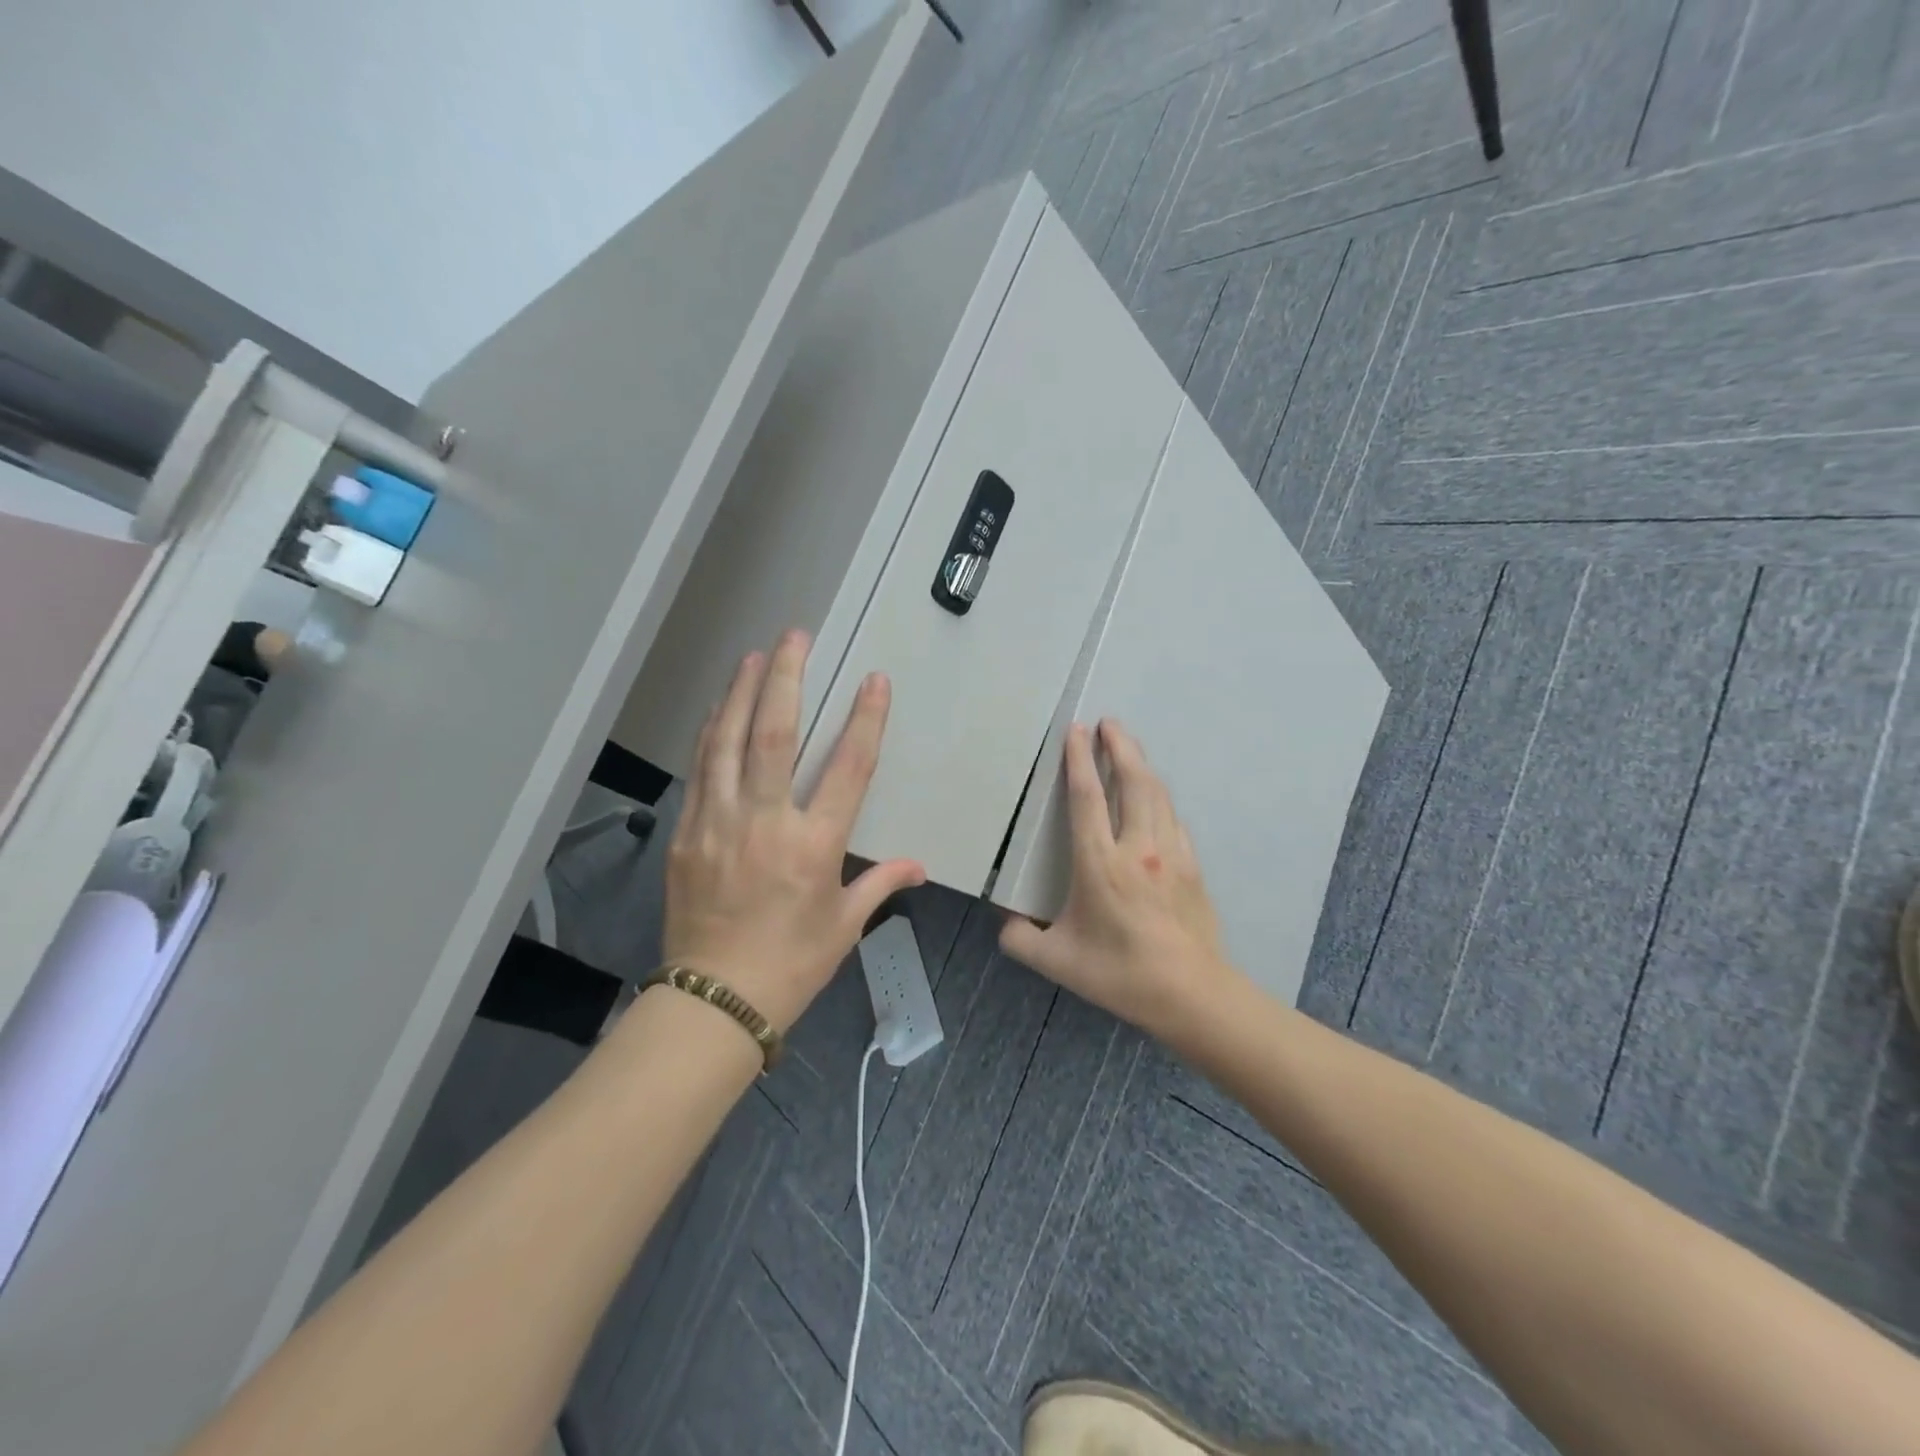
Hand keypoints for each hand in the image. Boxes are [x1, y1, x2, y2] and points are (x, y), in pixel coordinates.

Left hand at [663, 630, 925, 1031]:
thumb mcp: (844, 926)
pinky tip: (720, 709)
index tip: (873, 680)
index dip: (865, 719)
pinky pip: (701, 769)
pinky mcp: (687, 832)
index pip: (848, 768)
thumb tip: (916, 866)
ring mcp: (719, 823)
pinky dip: (712, 733)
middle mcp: (766, 822)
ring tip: (755, 656)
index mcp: (814, 845)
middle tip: (795, 636)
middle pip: (775, 735)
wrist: (714, 1000)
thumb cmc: (791, 964)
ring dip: (743, 693)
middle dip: (787, 679)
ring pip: (728, 741)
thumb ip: (880, 884)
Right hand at [1000, 720, 1233, 1033]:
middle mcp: (1138, 848)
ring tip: (1129, 747)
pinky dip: (1160, 799)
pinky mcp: (1193, 866)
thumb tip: (1004, 922)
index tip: (1077, 730)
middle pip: (1133, 781)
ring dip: (1142, 765)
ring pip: (1158, 795)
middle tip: (1109, 723)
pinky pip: (1174, 820)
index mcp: (1100, 864)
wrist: (1191, 994)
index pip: (1088, 797)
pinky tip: (1155, 800)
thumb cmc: (1119, 973)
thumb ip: (1020, 939)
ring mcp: (1171, 854)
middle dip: (1121, 745)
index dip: (1080, 759)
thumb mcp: (1057, 961)